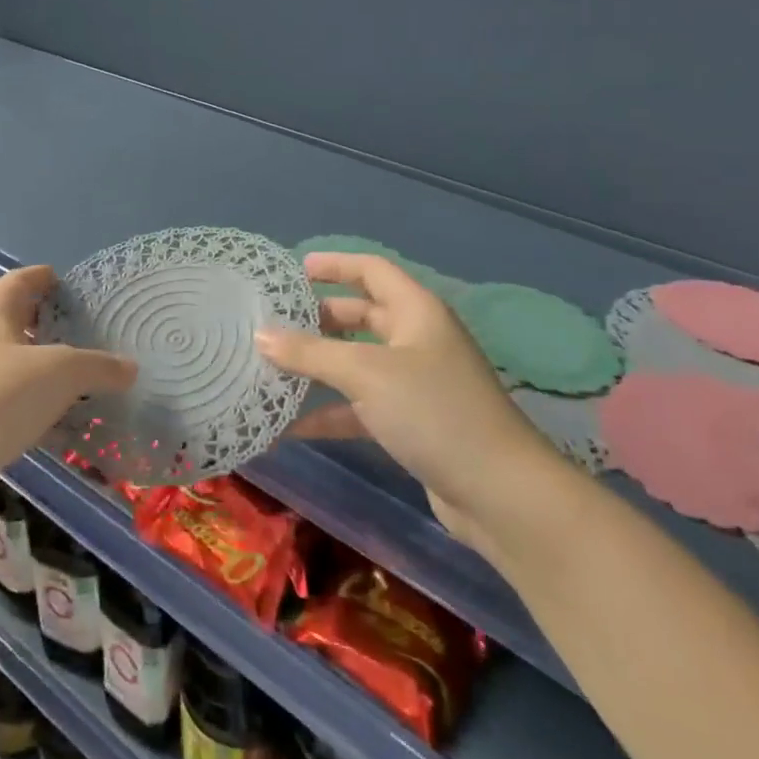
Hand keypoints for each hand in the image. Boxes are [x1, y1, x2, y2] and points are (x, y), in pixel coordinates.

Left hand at [0, 265, 135, 485]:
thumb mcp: (60, 374)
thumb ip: (98, 366)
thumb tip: (130, 367)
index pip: (20, 280)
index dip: (45, 277)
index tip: (69, 283)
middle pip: (15, 322)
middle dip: (48, 325)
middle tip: (86, 332)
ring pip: (12, 365)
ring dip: (43, 370)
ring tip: (81, 380)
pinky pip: (6, 402)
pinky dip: (33, 406)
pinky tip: (59, 425)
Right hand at [258, 252, 559, 554]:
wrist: (498, 493)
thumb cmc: (433, 411)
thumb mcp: (365, 373)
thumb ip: (310, 352)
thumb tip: (260, 334)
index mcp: (416, 312)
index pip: (371, 270)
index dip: (334, 265)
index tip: (294, 271)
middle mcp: (417, 340)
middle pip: (361, 316)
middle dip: (319, 319)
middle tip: (275, 324)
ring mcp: (416, 383)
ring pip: (357, 363)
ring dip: (319, 367)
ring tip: (272, 369)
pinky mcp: (412, 423)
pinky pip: (361, 406)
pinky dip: (329, 412)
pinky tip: (290, 426)